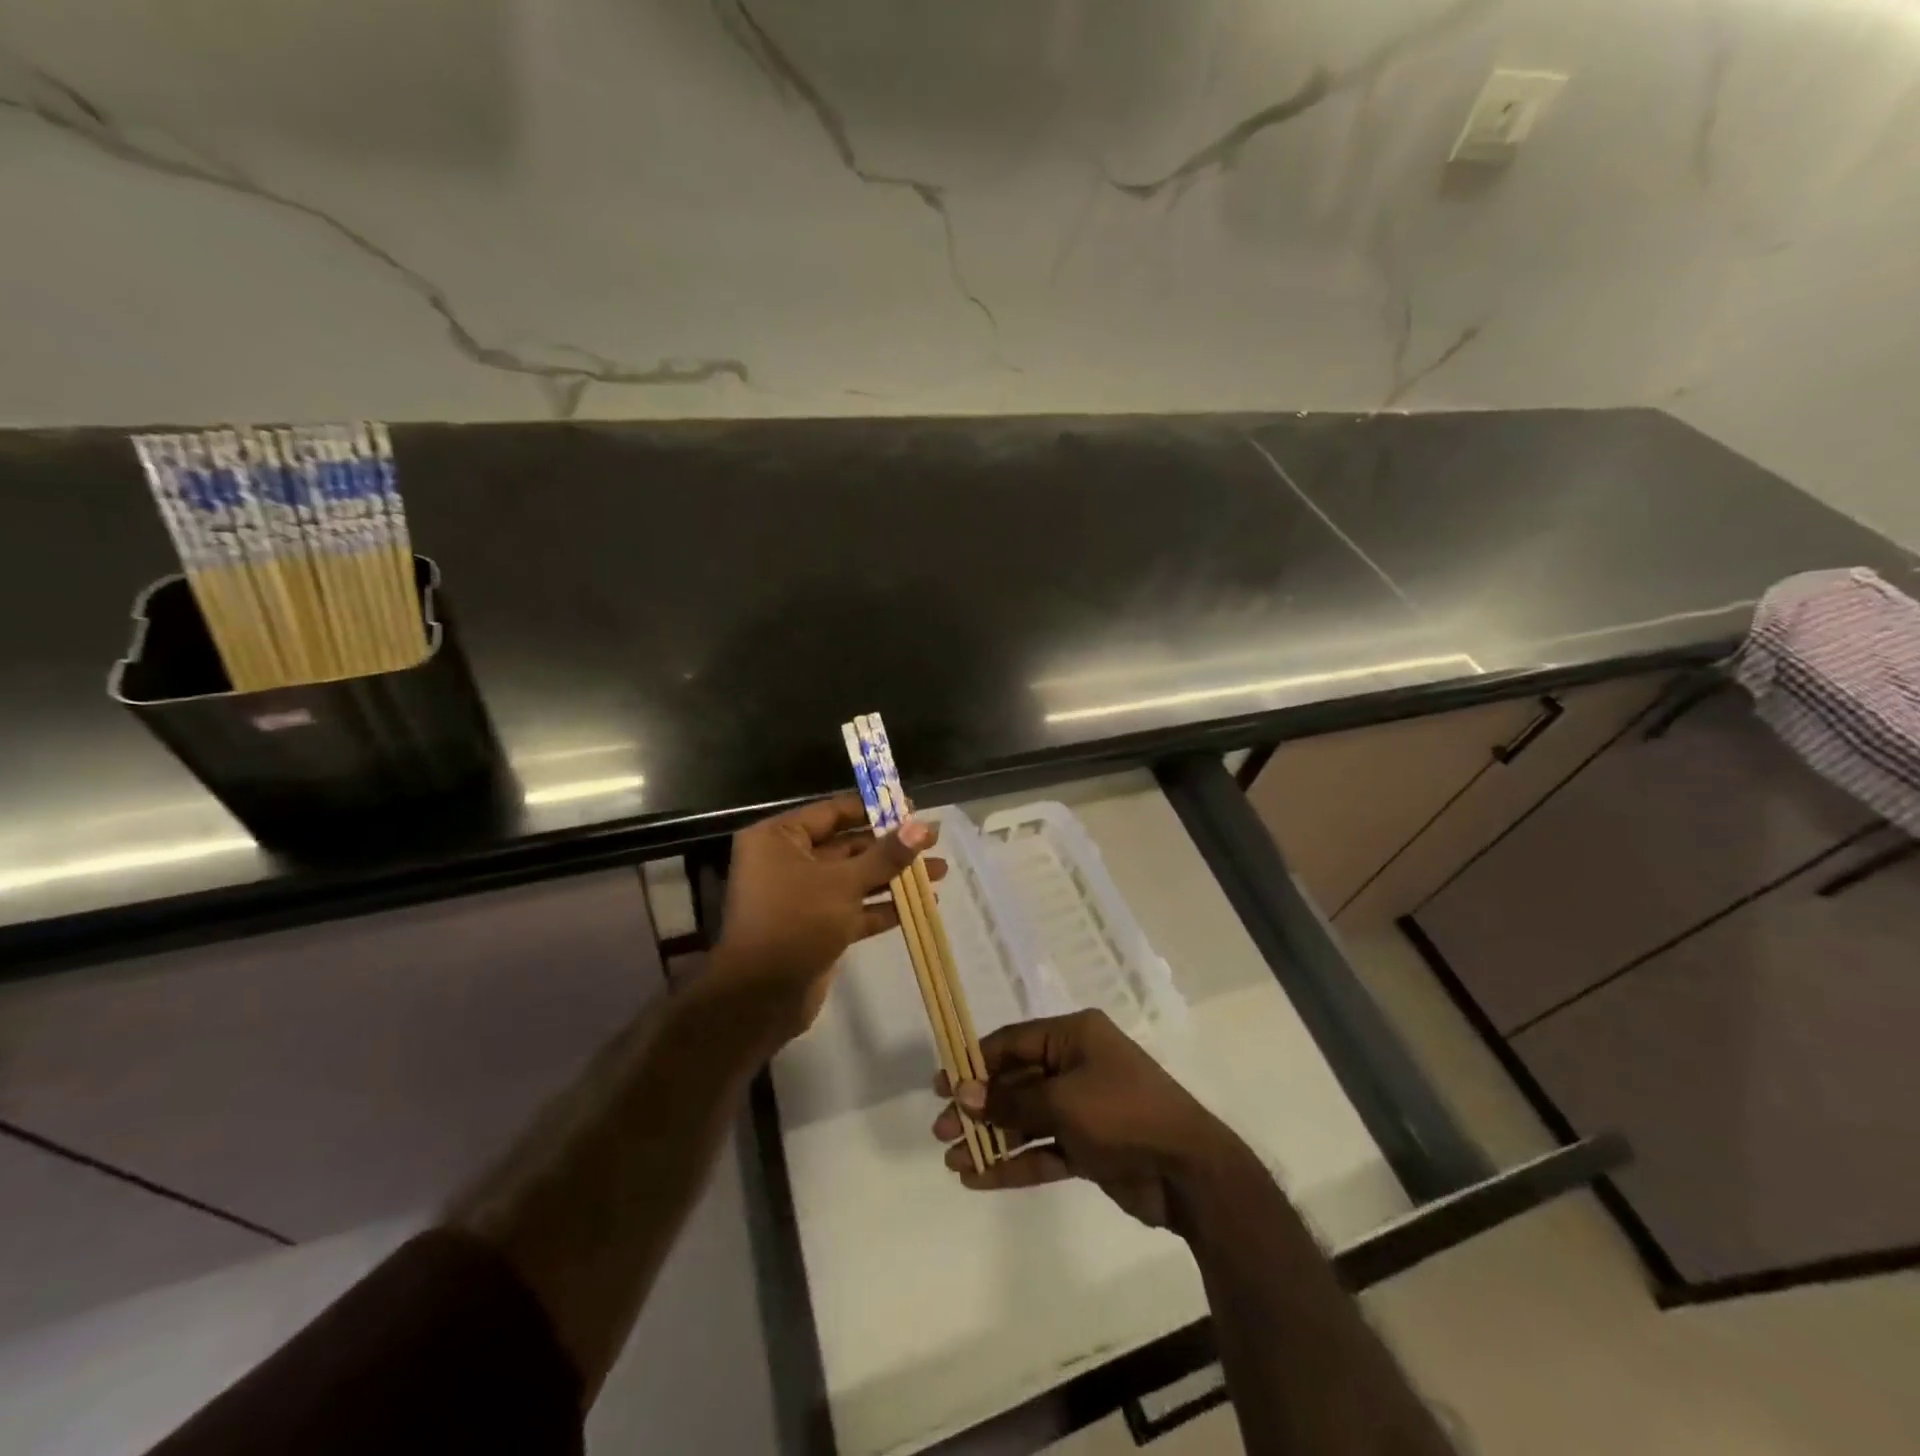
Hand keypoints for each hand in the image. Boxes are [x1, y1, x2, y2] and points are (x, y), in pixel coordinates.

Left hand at [713, 794, 942, 1042]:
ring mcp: (802, 896)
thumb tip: (921, 827)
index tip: (912, 809)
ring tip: (939, 871)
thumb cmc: (796, 922)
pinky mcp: (816, 926)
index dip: (874, 809)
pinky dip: (883, 906)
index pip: (833, 812)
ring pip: (854, 878)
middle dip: (891, 846)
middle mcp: (786, 861)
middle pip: (847, 845)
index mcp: (779, 838)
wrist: (761, 997)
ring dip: (894, 876)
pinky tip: (921, 904)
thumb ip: (885, 855)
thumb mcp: (843, 883)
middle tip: (934, 840)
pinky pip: (853, 908)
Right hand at [932, 1009, 1246, 1230]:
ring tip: (953, 1159)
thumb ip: (1011, 1100)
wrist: (1189, 1172)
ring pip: (1026, 1119)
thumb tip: (962, 1093)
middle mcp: (1076, 1064)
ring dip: (991, 1138)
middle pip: (1015, 1081)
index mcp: (1074, 1036)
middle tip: (941, 1130)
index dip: (974, 1062)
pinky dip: (1014, 1162)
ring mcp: (1083, 1107)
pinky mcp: (1088, 1146)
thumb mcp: (1062, 1101)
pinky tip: (979, 1178)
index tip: (941, 1084)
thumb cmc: (1123, 1114)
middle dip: (979, 1106)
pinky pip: (1043, 1149)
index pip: (1013, 1042)